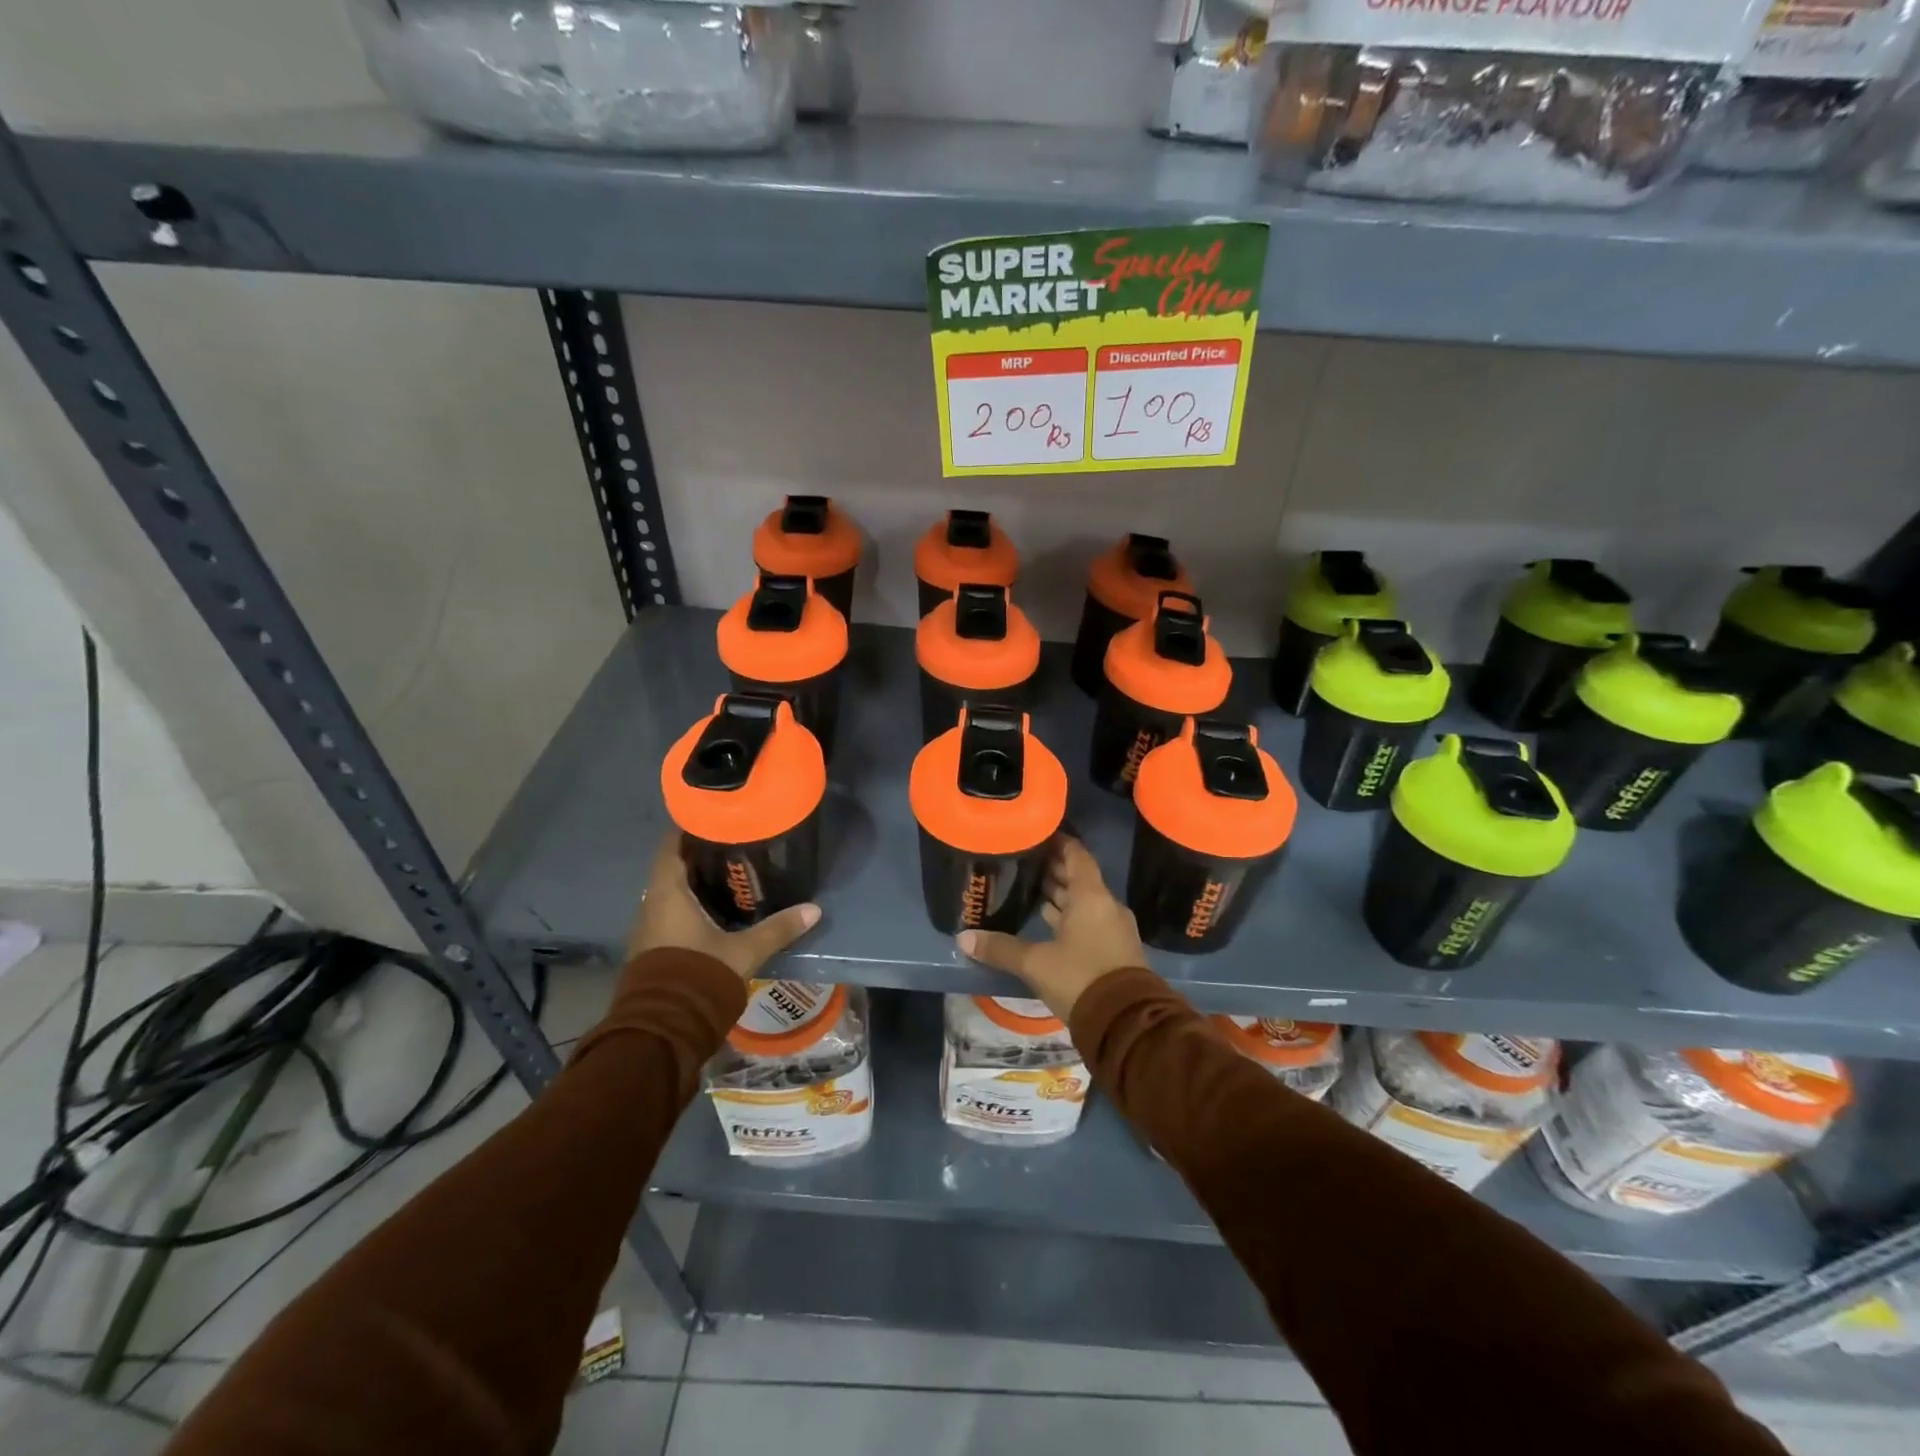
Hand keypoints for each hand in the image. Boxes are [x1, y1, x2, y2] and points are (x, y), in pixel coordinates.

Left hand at [628, 833, 820, 980]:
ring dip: (692, 884)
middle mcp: (651, 905)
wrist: (663, 1029)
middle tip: (731, 845)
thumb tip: (814, 909)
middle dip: (698, 856)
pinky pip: (669, 915)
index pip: (671, 847)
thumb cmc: (699, 975)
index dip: (688, 829)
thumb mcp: (744, 951)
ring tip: (728, 875)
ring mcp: (648, 930)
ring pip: (670, 894)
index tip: (713, 817)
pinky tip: (714, 911)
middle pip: (672, 869)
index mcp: (668, 894)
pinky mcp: (651, 950)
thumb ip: (777, 928)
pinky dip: (688, 906)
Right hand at [957, 837, 1144, 1020]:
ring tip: (1030, 887)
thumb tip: (964, 939)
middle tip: (1025, 861)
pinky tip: (1048, 921)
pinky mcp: (1114, 950)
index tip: (1037, 835)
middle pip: (1079, 878)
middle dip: (1054, 869)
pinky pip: (1089, 921)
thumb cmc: (1080, 978)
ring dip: (1061, 895)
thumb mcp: (1035, 963)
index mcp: (1090, 896)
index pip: (1076, 855)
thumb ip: (1001, 948)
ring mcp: (1113, 928)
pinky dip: (1069, 916)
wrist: (1126, 1022)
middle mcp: (1105, 906)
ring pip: (1084, 901)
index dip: (1058, 842)